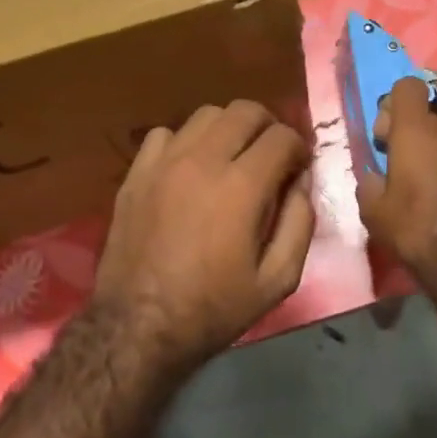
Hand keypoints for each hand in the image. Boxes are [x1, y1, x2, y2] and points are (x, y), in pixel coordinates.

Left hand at [93, 100, 314, 369]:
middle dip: (268, 127)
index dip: (299, 148)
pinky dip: (186, 141)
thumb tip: (301, 183)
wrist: (138, 326)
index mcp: (241, 187)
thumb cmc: (213, 309)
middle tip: (272, 155)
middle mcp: (202, 161)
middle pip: (245, 110)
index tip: (298, 169)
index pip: (282, 137)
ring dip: (229, 128)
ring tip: (232, 157)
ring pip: (206, 114)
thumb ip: (299, 224)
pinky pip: (165, 133)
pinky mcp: (136, 172)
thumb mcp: (276, 281)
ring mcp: (163, 162)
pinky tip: (189, 168)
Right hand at [356, 77, 436, 274]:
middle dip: (408, 135)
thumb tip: (375, 175)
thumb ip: (368, 181)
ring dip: (430, 154)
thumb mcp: (371, 208)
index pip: (408, 87)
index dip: (393, 103)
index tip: (385, 134)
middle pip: (424, 117)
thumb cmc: (411, 228)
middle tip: (397, 168)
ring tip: (422, 188)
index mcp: (414, 132)